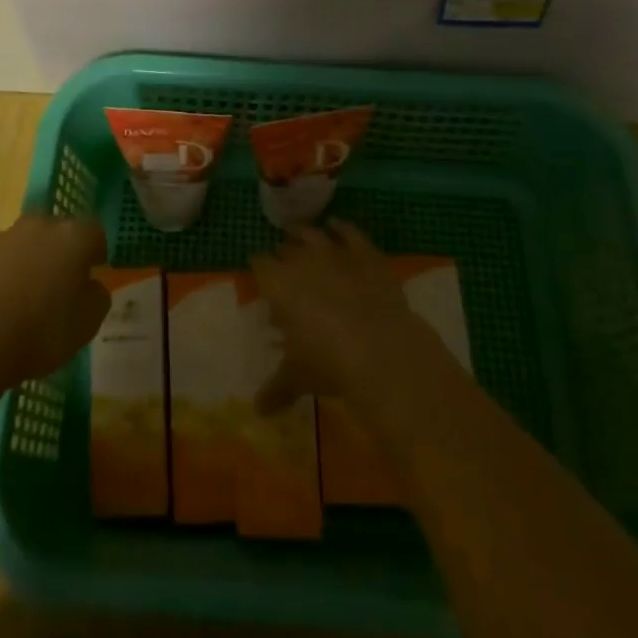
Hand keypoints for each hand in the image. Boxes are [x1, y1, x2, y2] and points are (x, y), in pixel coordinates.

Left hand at [0, 214, 109, 386]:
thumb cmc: (41, 334)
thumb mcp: (88, 324)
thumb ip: (98, 295)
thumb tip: (91, 284)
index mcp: (73, 237)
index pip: (94, 232)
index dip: (95, 252)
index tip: (92, 273)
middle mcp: (40, 226)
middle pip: (58, 231)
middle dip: (61, 252)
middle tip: (59, 284)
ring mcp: (4, 235)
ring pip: (26, 241)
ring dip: (30, 258)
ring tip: (23, 294)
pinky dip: (1, 269)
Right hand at [249, 221, 452, 415]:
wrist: (379, 348)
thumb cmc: (327, 362)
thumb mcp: (297, 377)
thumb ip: (276, 389)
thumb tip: (258, 411)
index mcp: (278, 283)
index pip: (260, 264)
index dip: (259, 268)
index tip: (259, 272)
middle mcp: (303, 260)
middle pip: (286, 247)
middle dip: (283, 252)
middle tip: (282, 260)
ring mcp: (336, 252)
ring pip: (314, 234)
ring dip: (305, 234)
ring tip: (299, 233)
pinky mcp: (366, 254)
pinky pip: (350, 233)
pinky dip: (342, 228)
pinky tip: (337, 226)